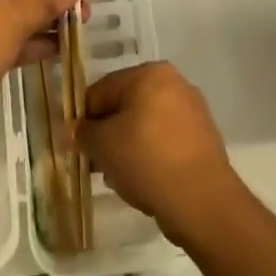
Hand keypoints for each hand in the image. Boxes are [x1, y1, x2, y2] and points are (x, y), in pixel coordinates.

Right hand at [77, 62, 243, 246]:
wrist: (202, 202)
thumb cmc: (146, 160)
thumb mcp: (103, 145)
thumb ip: (83, 133)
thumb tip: (72, 131)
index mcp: (149, 73)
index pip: (103, 90)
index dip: (84, 118)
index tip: (76, 145)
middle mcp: (174, 83)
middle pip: (126, 106)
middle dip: (108, 133)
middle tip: (96, 163)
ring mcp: (192, 111)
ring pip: (145, 125)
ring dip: (127, 146)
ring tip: (119, 177)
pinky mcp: (203, 139)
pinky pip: (165, 141)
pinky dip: (150, 156)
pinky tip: (143, 181)